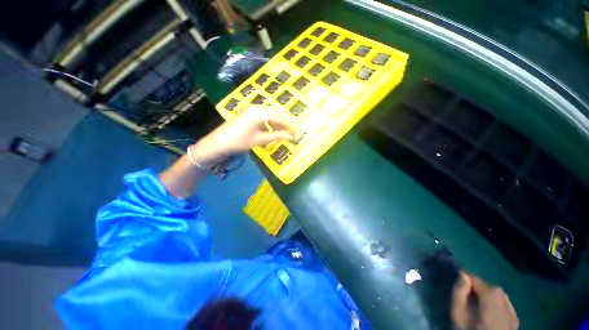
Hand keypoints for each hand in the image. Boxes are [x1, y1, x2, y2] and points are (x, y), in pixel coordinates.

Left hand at [191, 106, 294, 162]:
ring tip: (281, 133)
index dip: (290, 125)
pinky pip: (262, 117)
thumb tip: (291, 136)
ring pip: (269, 115)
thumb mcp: (260, 139)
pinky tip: (269, 131)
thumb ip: (276, 136)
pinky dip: (268, 124)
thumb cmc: (240, 141)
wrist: (218, 142)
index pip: (280, 118)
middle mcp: (257, 108)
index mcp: (260, 113)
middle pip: (275, 114)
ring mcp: (251, 110)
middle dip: (284, 123)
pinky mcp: (247, 114)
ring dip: (276, 123)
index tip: (297, 132)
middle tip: (290, 133)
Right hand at [451, 272, 518, 329]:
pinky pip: (506, 305)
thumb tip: (462, 274)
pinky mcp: (515, 322)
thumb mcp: (458, 315)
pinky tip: (490, 310)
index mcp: (491, 298)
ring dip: (488, 294)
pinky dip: (497, 303)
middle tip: (465, 291)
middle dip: (478, 286)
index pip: (477, 280)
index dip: (466, 277)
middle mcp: (505, 302)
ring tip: (476, 301)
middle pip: (491, 288)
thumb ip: (459, 294)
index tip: (455, 275)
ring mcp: (513, 313)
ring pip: (500, 296)